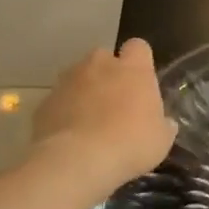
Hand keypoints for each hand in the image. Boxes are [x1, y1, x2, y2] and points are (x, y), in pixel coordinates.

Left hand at [34, 39, 177, 183]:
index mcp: (133, 70)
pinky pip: (59, 101)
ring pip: (78, 76)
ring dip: (84, 90)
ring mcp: (67, 82)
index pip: (139, 47)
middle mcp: (99, 66)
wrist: (77, 161)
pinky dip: (64, 112)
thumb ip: (162, 123)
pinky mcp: (45, 102)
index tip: (142, 80)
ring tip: (90, 119)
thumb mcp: (161, 139)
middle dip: (108, 72)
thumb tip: (164, 122)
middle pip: (104, 56)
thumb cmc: (130, 144)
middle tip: (115, 100)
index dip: (140, 61)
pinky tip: (71, 135)